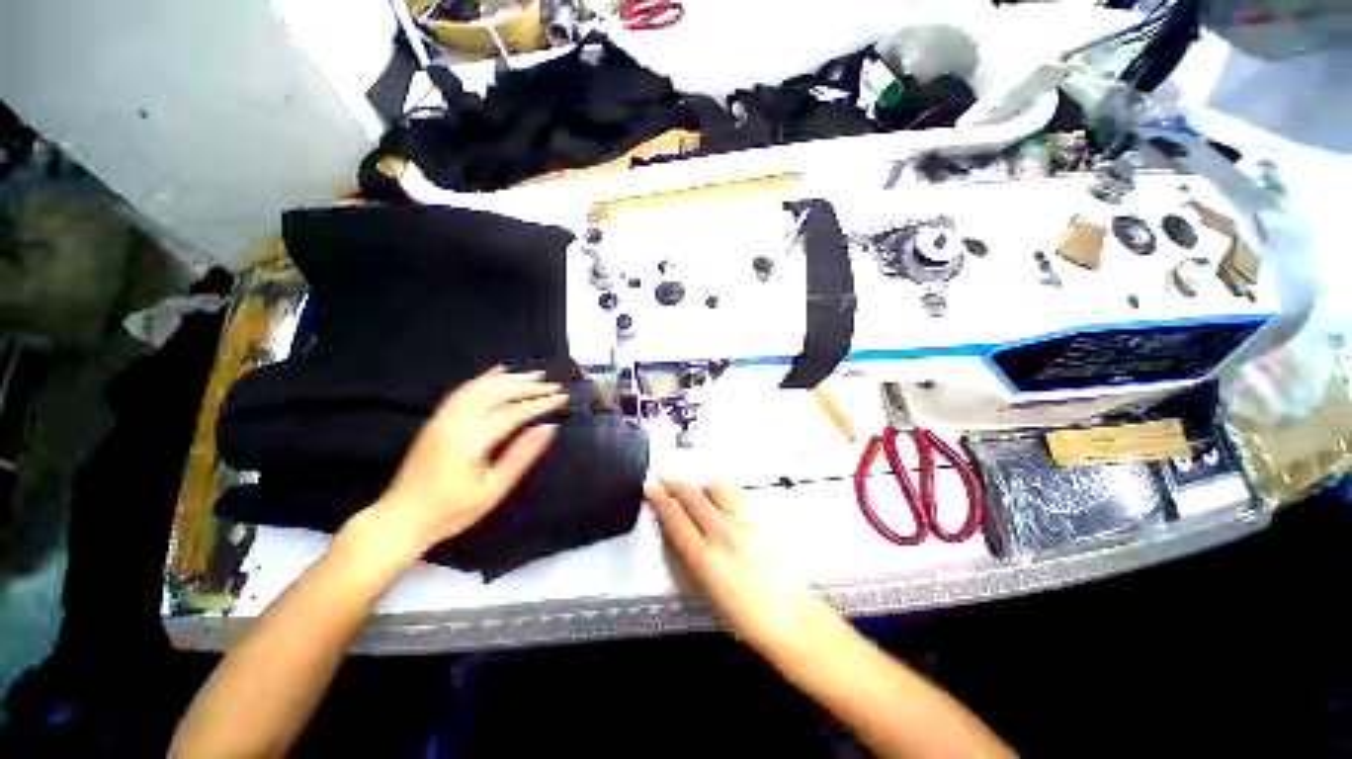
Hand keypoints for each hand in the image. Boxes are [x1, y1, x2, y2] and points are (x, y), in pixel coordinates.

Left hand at [369, 367, 566, 561]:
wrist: (400, 518)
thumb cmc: (451, 510)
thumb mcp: (493, 489)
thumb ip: (521, 455)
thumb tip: (548, 428)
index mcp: (471, 438)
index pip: (514, 412)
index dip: (541, 403)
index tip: (563, 397)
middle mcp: (456, 420)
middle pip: (498, 393)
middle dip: (529, 386)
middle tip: (555, 385)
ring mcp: (443, 417)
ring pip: (481, 387)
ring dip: (510, 378)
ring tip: (535, 374)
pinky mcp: (437, 419)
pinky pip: (464, 390)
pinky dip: (484, 378)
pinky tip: (498, 372)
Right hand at [645, 480, 833, 656]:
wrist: (789, 616)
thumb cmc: (741, 612)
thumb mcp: (704, 588)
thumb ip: (687, 553)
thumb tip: (673, 525)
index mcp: (705, 559)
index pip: (675, 519)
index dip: (660, 500)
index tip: (650, 489)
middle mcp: (724, 534)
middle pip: (693, 497)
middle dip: (676, 485)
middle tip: (668, 481)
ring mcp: (748, 522)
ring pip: (718, 487)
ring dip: (705, 489)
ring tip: (705, 496)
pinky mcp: (766, 517)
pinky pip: (740, 492)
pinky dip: (728, 493)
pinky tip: (727, 502)